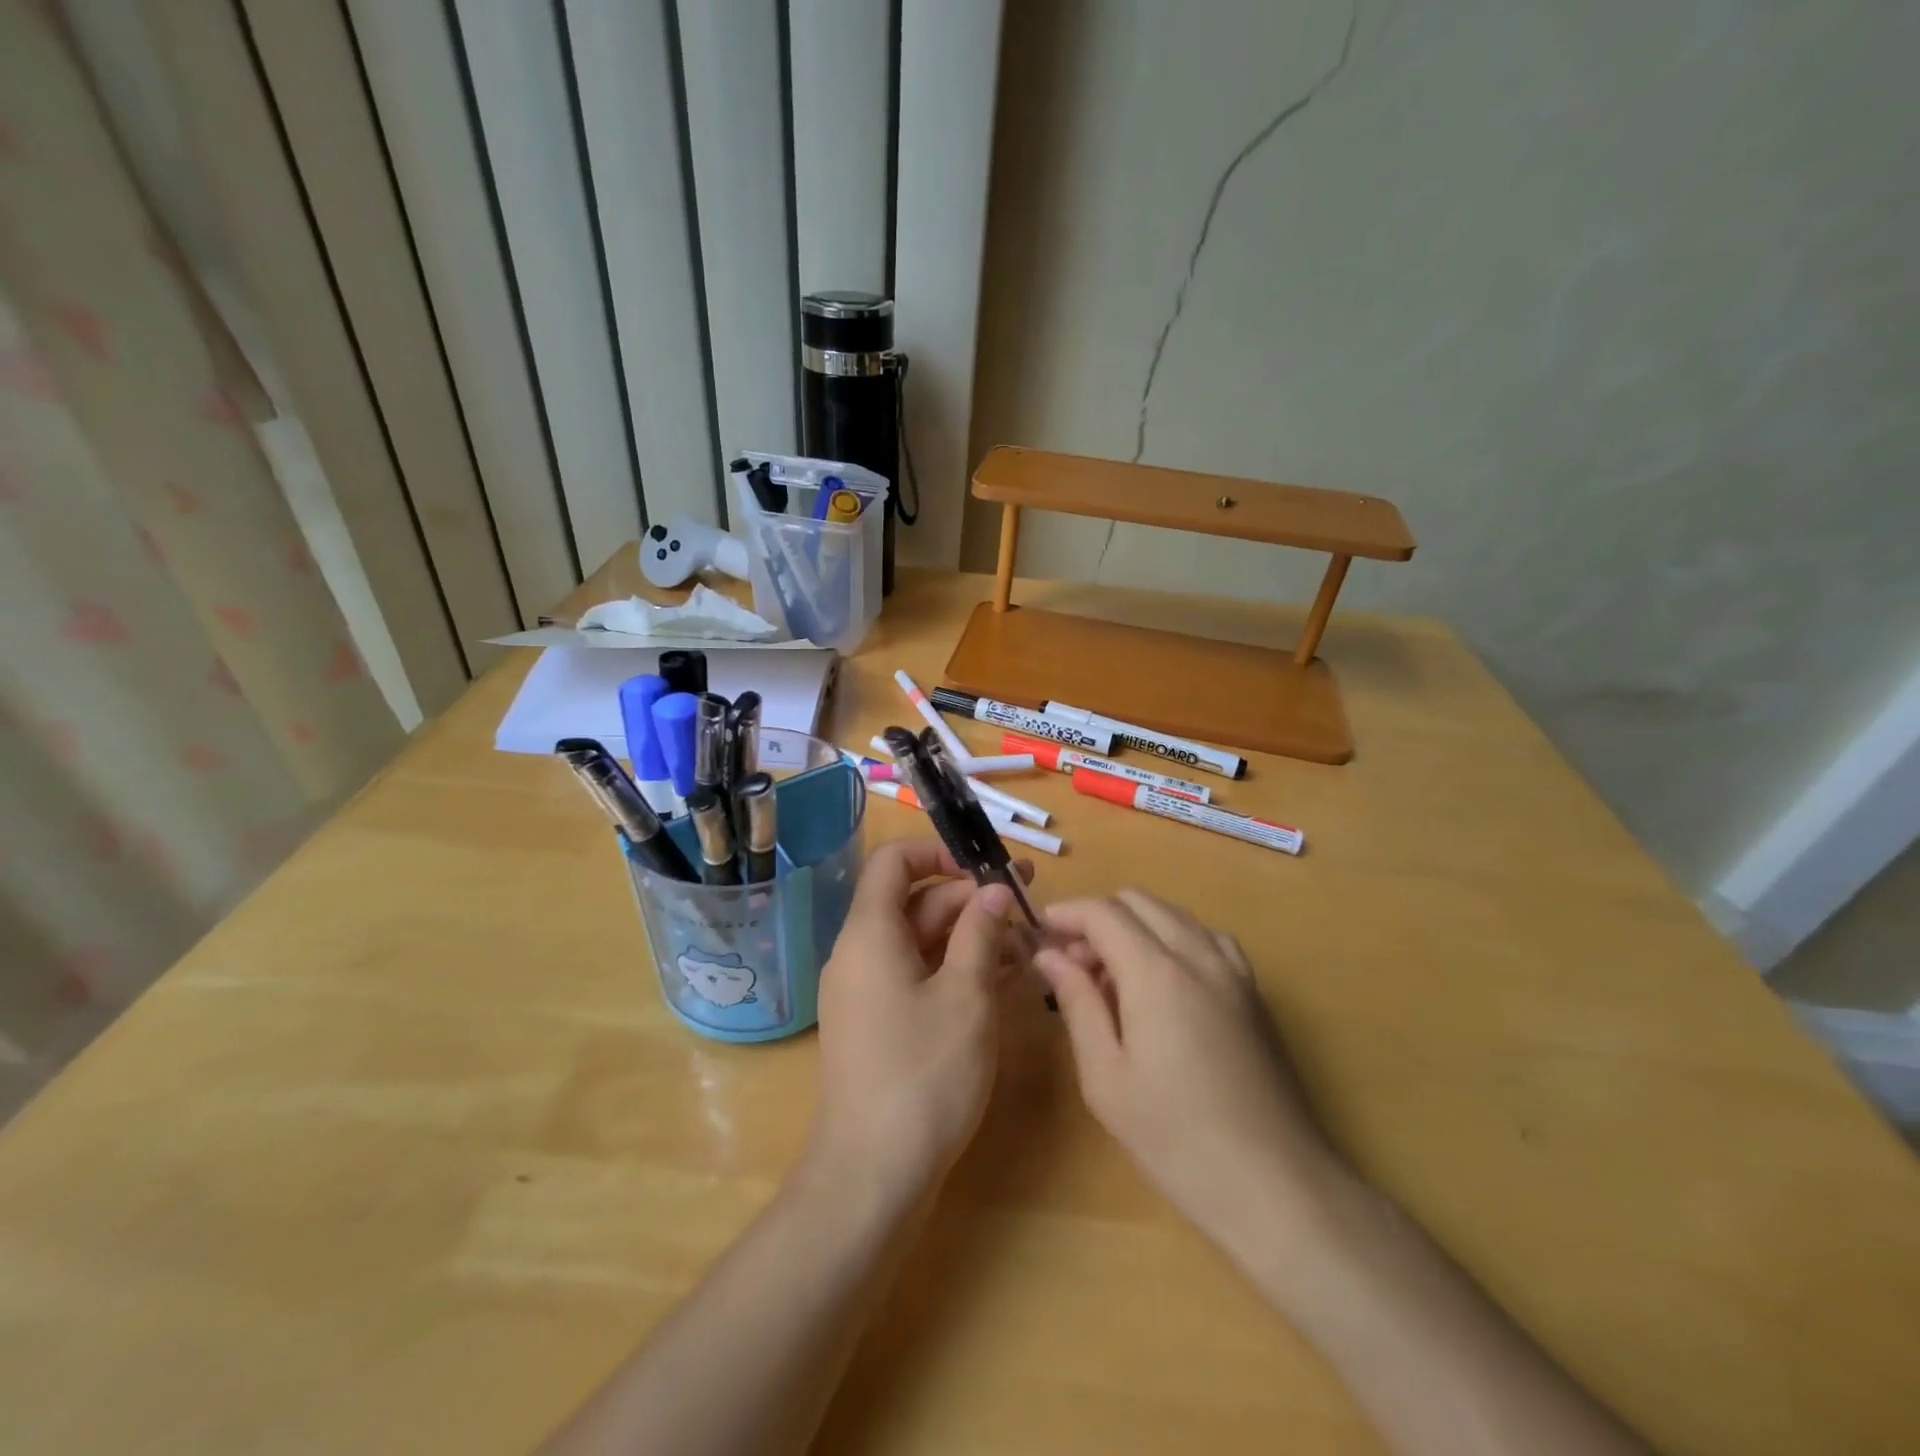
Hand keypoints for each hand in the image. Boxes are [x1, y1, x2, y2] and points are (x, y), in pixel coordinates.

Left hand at [809, 839, 1033, 1199]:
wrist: (872, 1177)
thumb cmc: (923, 1075)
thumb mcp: (966, 996)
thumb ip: (981, 934)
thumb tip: (994, 890)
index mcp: (870, 933)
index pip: (893, 862)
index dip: (939, 853)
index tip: (986, 869)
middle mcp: (862, 954)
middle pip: (915, 902)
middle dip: (971, 898)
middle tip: (1029, 901)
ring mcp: (870, 992)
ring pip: (923, 943)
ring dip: (973, 936)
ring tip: (1030, 941)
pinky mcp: (882, 1025)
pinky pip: (920, 977)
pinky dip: (958, 970)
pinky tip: (1007, 978)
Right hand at [1033, 890, 1339, 1249]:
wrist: (1277, 1186)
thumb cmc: (1176, 1138)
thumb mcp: (1107, 1078)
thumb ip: (1077, 1003)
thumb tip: (1049, 955)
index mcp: (1158, 972)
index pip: (1104, 912)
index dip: (1067, 913)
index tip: (1039, 932)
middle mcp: (1198, 954)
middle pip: (1139, 901)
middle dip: (1098, 918)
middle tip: (1072, 962)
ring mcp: (1233, 970)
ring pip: (1174, 914)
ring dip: (1135, 925)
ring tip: (1113, 976)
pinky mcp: (1254, 991)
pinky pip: (1206, 937)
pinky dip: (1173, 938)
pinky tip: (1163, 982)